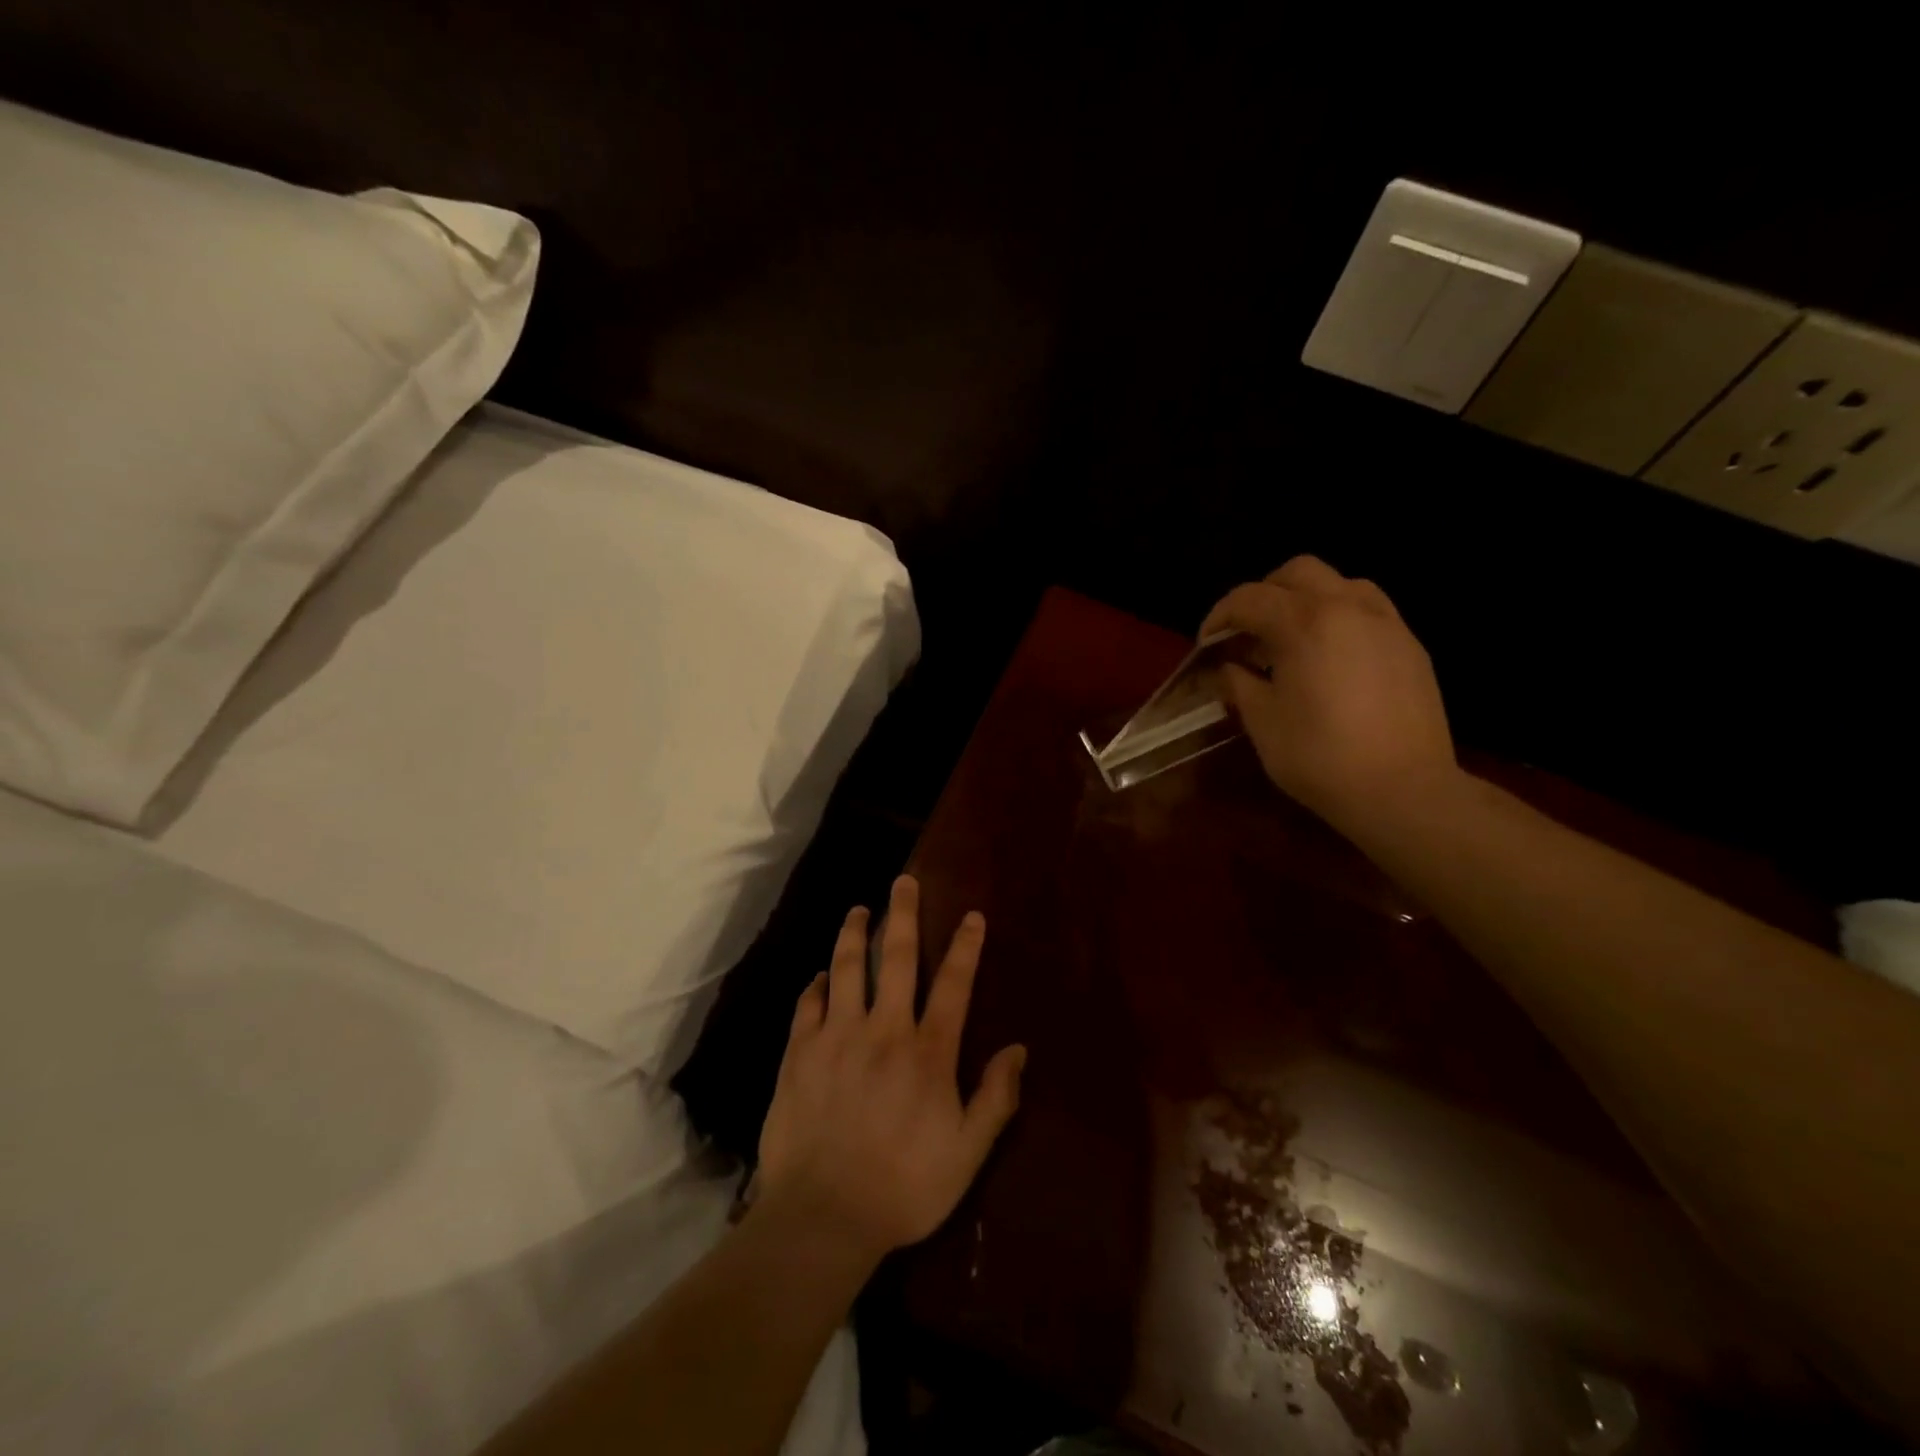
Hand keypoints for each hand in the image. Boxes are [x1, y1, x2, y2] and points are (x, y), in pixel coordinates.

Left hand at [756, 875, 1026, 1264]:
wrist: (823, 1216)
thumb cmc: (903, 1187)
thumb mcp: (967, 1154)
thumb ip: (995, 1098)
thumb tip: (1018, 1048)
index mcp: (927, 1051)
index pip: (953, 984)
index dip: (965, 946)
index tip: (971, 916)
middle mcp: (883, 1029)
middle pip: (895, 958)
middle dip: (902, 914)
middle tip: (903, 881)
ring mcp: (836, 1037)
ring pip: (846, 968)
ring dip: (853, 934)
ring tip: (858, 910)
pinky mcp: (799, 1053)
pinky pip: (808, 1005)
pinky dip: (816, 984)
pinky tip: (820, 975)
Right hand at [1200, 556, 1458, 826]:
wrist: (1404, 791)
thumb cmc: (1320, 757)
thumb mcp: (1263, 722)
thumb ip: (1239, 685)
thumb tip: (1224, 671)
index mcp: (1305, 623)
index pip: (1249, 598)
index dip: (1219, 617)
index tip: (1205, 645)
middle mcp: (1348, 608)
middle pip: (1298, 572)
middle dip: (1264, 594)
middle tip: (1247, 633)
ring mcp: (1386, 624)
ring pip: (1340, 584)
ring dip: (1306, 600)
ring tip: (1290, 640)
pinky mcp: (1410, 646)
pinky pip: (1369, 610)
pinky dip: (1339, 618)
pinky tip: (1329, 658)